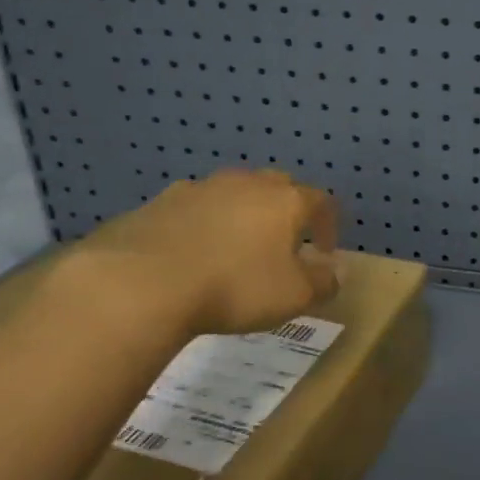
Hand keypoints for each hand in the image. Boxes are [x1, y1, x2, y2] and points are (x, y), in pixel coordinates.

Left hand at [73, 169, 340, 337]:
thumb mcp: (294, 296)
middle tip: (285, 243)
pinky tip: (195, 251)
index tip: (324, 252)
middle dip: (287, 211)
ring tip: (238, 247)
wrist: (143, 281)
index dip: (328, 225)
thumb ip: (323, 282)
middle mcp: (246, 184)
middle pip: (277, 187)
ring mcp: (200, 188)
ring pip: (233, 193)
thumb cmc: (236, 287)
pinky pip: (195, 208)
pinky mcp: (160, 202)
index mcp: (285, 201)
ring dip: (243, 214)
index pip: (321, 201)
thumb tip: (336, 272)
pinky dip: (204, 223)